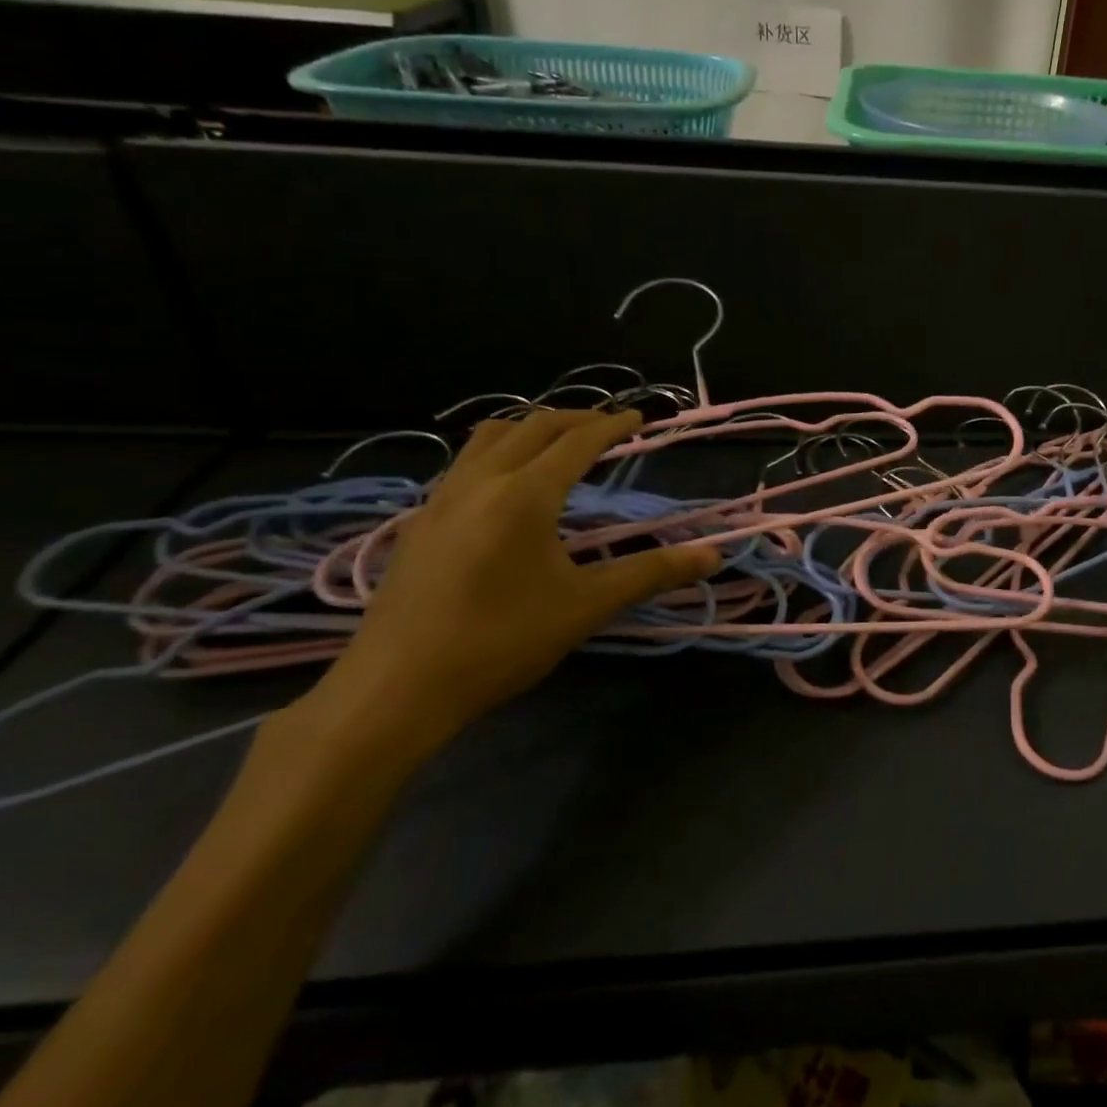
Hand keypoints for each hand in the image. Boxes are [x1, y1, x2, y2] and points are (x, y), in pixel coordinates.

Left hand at [305, 409, 719, 755]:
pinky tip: (507, 486)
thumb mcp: (586, 606)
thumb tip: (712, 557)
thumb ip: (651, 573)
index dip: (612, 426)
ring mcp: (441, 499)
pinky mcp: (419, 523)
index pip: (577, 442)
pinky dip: (499, 452)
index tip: (639, 416)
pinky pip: (465, 463)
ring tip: (559, 443)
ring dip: (531, 428)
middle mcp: (480, 482)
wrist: (394, 690)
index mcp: (525, 494)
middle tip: (608, 426)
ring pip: (489, 438)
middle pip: (532, 426)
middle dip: (575, 419)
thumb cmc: (500, 641)